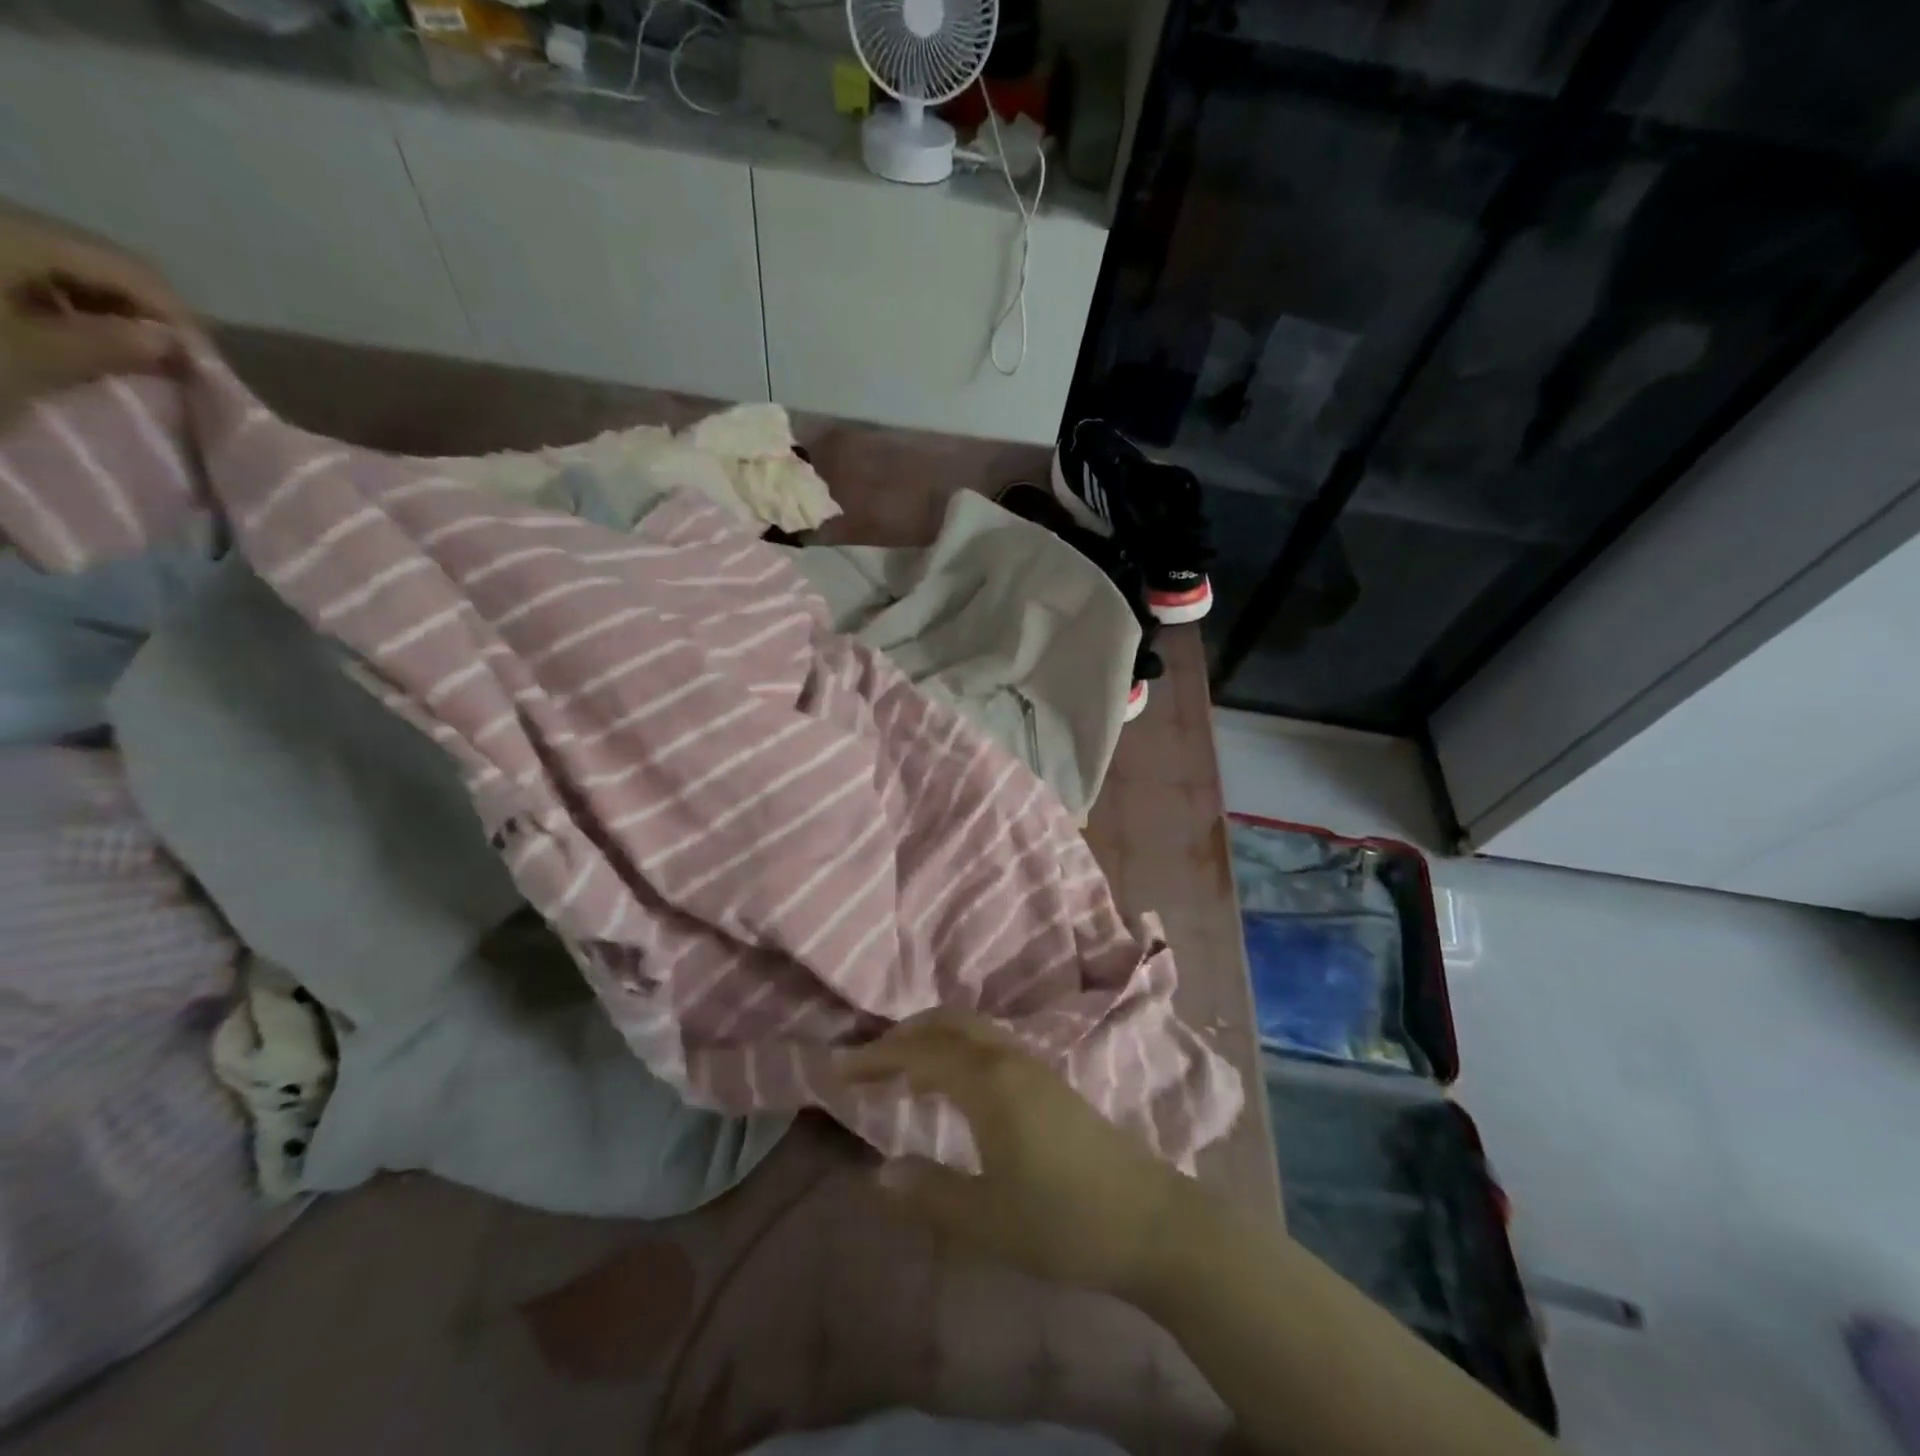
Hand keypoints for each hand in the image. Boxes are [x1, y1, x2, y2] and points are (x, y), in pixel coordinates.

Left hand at [0, 202, 192, 426]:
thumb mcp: (29, 358)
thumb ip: (108, 346)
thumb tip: (168, 344)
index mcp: (17, 232)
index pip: (134, 270)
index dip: (179, 318)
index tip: (206, 367)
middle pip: (92, 260)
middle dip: (138, 313)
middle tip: (168, 364)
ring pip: (51, 264)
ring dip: (95, 310)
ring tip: (116, 356)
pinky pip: (12, 268)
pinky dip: (50, 305)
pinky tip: (56, 338)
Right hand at [838, 1009, 1191, 1299]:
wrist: (1151, 1222)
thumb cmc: (1064, 1222)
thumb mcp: (987, 1221)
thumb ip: (928, 1193)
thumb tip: (875, 1173)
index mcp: (990, 1084)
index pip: (921, 1053)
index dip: (877, 1057)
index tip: (839, 1070)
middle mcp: (1010, 1060)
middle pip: (949, 1024)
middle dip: (904, 1035)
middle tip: (867, 1063)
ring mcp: (1035, 1067)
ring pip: (973, 1031)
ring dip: (933, 1039)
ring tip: (902, 1074)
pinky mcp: (1051, 1082)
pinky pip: (991, 1046)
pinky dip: (958, 1050)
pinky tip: (954, 1089)